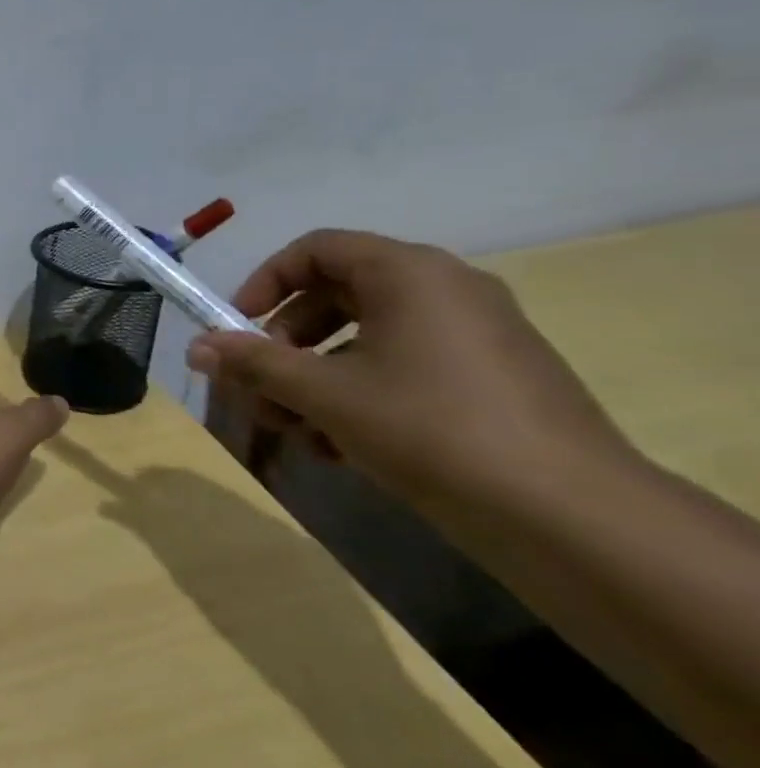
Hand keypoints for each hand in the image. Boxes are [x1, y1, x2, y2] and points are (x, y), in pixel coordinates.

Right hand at [187, 230, 630, 498]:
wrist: (571, 517)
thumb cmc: (429, 428)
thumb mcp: (324, 393)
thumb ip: (254, 364)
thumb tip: (195, 348)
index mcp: (408, 273)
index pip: (315, 250)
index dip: (264, 283)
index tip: (237, 328)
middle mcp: (445, 290)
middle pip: (336, 296)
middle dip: (285, 344)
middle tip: (258, 386)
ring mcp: (474, 336)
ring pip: (366, 340)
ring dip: (315, 378)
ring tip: (292, 429)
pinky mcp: (490, 380)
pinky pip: (404, 368)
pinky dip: (360, 395)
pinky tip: (337, 448)